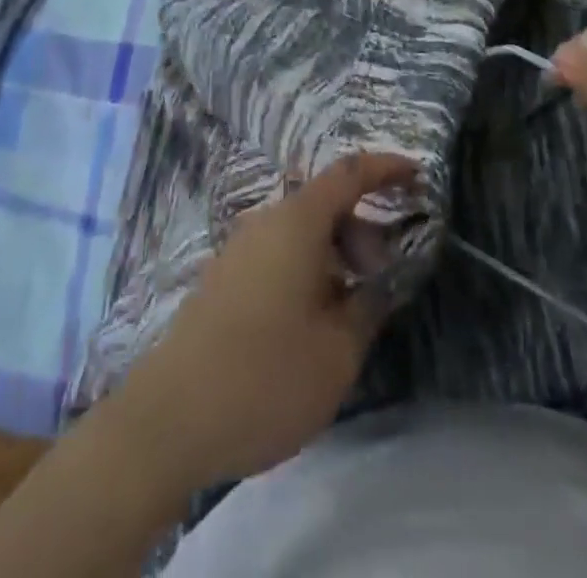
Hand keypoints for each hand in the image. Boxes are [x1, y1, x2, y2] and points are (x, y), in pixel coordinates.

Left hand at [111, 152, 415, 490]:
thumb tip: (377, 283)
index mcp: (297, 222)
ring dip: (333, 254)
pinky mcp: (222, 278)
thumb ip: (368, 307)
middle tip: (381, 278)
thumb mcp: (337, 351)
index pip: (349, 174)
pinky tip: (310, 320)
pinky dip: (306, 268)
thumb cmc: (265, 377)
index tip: (417, 176)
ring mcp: (238, 248)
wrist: (169, 418)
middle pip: (323, 203)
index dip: (386, 168)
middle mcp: (265, 221)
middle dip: (361, 229)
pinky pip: (277, 253)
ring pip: (299, 232)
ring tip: (348, 309)